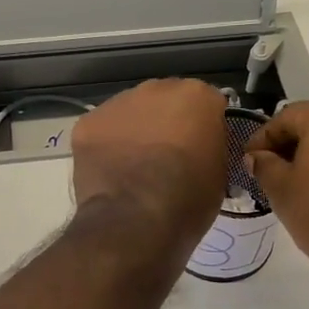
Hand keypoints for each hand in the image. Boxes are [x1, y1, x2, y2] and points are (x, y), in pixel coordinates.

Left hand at [70, 80, 227, 251]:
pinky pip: (103, 130)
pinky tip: (111, 171)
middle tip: (167, 157)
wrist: (136, 220)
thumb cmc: (188, 199)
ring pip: (131, 112)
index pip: (207, 104)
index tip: (201, 149)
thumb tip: (200, 147)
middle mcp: (157, 88)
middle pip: (166, 100)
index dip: (204, 128)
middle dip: (167, 122)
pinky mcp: (88, 123)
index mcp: (196, 96)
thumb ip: (210, 146)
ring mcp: (118, 103)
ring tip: (134, 166)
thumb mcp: (219, 173)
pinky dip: (107, 146)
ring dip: (135, 131)